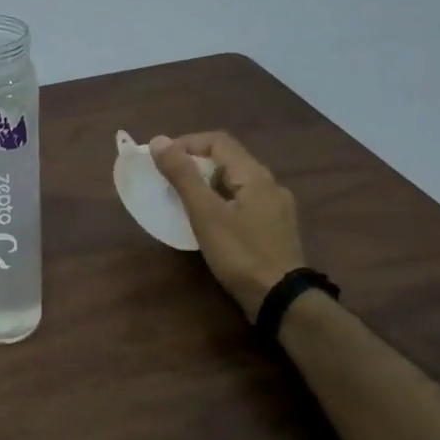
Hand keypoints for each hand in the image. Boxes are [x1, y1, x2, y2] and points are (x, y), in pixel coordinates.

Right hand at [150, 132, 304, 320]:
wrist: (280, 299)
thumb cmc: (240, 253)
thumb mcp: (205, 213)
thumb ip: (183, 176)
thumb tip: (159, 141)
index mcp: (255, 174)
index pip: (217, 141)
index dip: (186, 144)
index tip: (160, 161)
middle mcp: (270, 184)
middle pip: (227, 160)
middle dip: (194, 165)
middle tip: (167, 183)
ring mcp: (276, 207)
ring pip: (235, 183)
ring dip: (206, 185)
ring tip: (182, 202)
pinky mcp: (274, 228)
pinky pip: (243, 203)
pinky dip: (220, 203)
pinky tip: (209, 223)